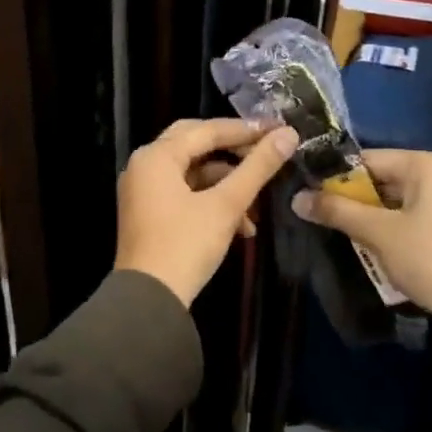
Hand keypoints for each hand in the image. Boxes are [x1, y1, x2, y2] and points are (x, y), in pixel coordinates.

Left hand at [116, 118, 299, 306]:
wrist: (149, 301)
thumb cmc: (186, 245)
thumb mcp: (226, 205)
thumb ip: (257, 167)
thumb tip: (288, 134)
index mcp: (156, 156)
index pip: (207, 130)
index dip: (246, 130)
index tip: (280, 130)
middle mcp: (144, 165)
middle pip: (197, 144)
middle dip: (234, 152)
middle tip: (266, 153)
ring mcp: (143, 190)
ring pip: (193, 172)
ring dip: (227, 185)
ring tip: (257, 208)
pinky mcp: (148, 212)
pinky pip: (184, 193)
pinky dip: (211, 202)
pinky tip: (240, 227)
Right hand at [291, 149, 431, 345]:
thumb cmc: (429, 258)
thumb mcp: (377, 233)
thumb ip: (336, 211)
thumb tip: (296, 199)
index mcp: (427, 164)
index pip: (368, 159)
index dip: (336, 178)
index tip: (310, 197)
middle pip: (384, 178)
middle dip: (353, 199)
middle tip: (323, 218)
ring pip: (397, 200)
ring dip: (371, 217)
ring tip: (344, 234)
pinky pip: (414, 216)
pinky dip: (392, 228)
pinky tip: (375, 247)